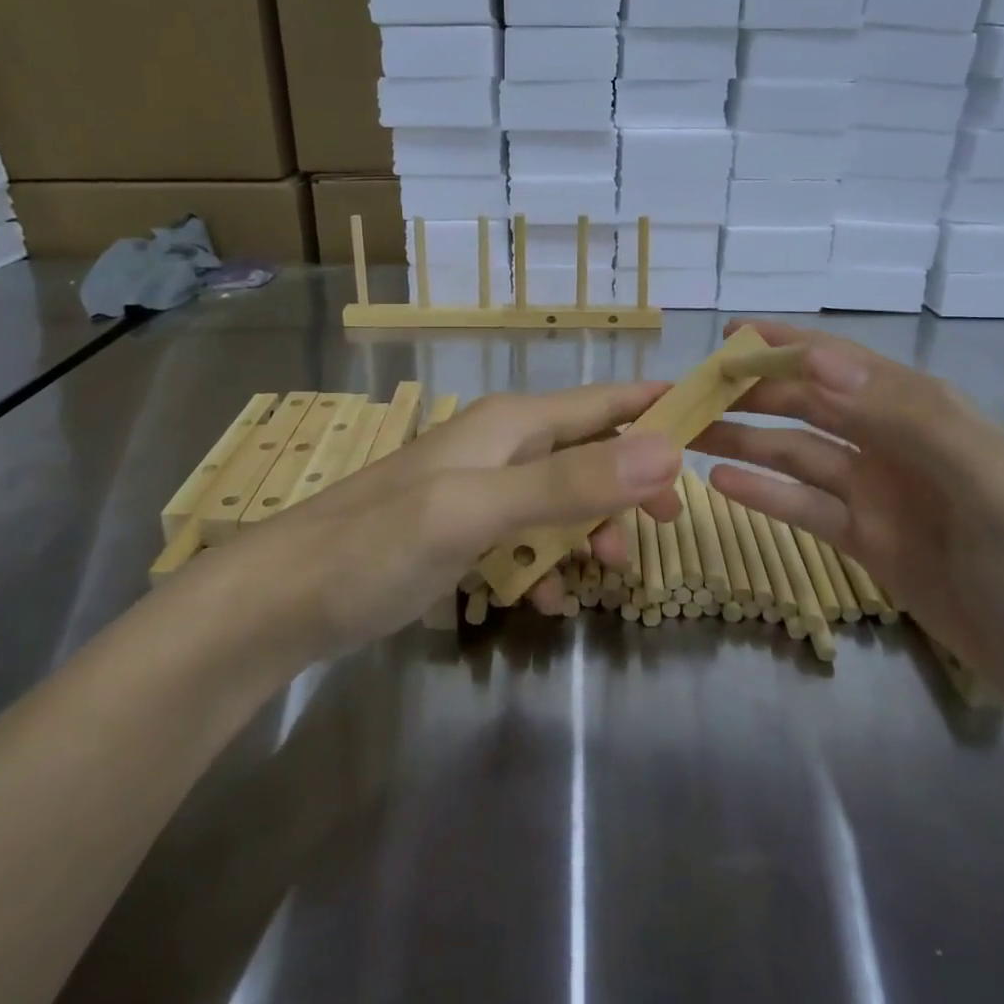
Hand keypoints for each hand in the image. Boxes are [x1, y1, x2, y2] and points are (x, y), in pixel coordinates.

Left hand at [224, 383, 683, 656]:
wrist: (284, 598)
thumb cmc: (378, 544)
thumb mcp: (478, 511)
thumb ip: (570, 483)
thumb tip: (667, 454)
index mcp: (512, 423)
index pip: (606, 401)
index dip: (660, 408)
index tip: (718, 422)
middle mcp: (501, 445)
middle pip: (592, 452)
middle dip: (631, 488)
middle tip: (666, 531)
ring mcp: (481, 489)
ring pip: (564, 500)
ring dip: (590, 535)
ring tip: (604, 578)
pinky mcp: (462, 531)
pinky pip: (527, 539)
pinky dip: (546, 566)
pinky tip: (544, 602)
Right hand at [694, 321, 1003, 740]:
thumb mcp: (987, 484)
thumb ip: (906, 417)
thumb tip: (816, 360)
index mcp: (921, 413)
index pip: (839, 364)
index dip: (784, 345)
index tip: (725, 336)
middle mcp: (894, 443)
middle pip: (808, 405)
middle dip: (750, 393)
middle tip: (686, 395)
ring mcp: (881, 495)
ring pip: (797, 454)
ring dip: (746, 440)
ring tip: (687, 435)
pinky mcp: (873, 544)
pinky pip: (806, 508)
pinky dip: (765, 493)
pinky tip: (721, 485)